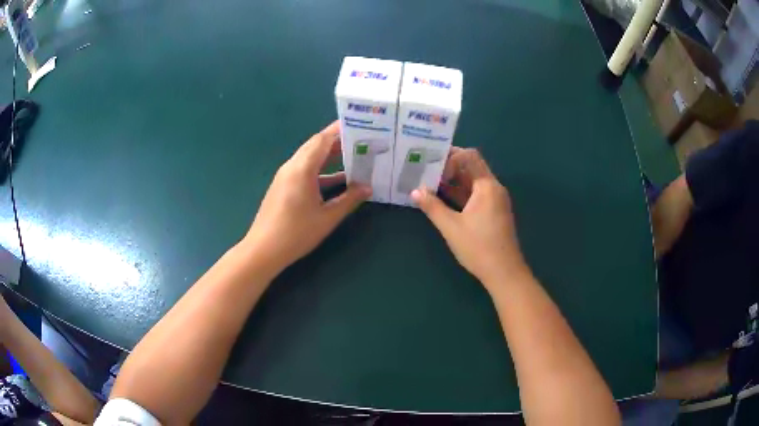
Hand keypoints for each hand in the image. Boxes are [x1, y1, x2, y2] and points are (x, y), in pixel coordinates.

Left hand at [244, 121, 371, 276]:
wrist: (264, 249)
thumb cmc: (296, 233)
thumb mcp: (327, 217)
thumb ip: (349, 200)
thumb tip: (368, 188)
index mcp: (302, 169)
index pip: (322, 140)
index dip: (339, 130)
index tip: (358, 124)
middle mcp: (292, 166)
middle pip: (315, 145)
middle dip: (337, 140)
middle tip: (360, 139)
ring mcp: (285, 176)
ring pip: (310, 157)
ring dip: (329, 155)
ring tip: (353, 155)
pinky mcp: (283, 185)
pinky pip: (304, 169)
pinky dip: (321, 170)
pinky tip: (338, 178)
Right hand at [411, 147, 526, 287]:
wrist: (504, 272)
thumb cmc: (479, 247)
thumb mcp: (451, 227)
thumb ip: (432, 206)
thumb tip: (415, 191)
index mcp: (487, 186)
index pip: (470, 156)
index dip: (451, 156)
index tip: (432, 163)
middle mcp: (494, 188)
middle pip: (472, 167)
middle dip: (449, 167)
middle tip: (426, 168)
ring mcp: (495, 201)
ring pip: (473, 182)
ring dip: (454, 181)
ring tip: (430, 182)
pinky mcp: (494, 212)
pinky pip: (476, 195)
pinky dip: (461, 193)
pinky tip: (443, 198)